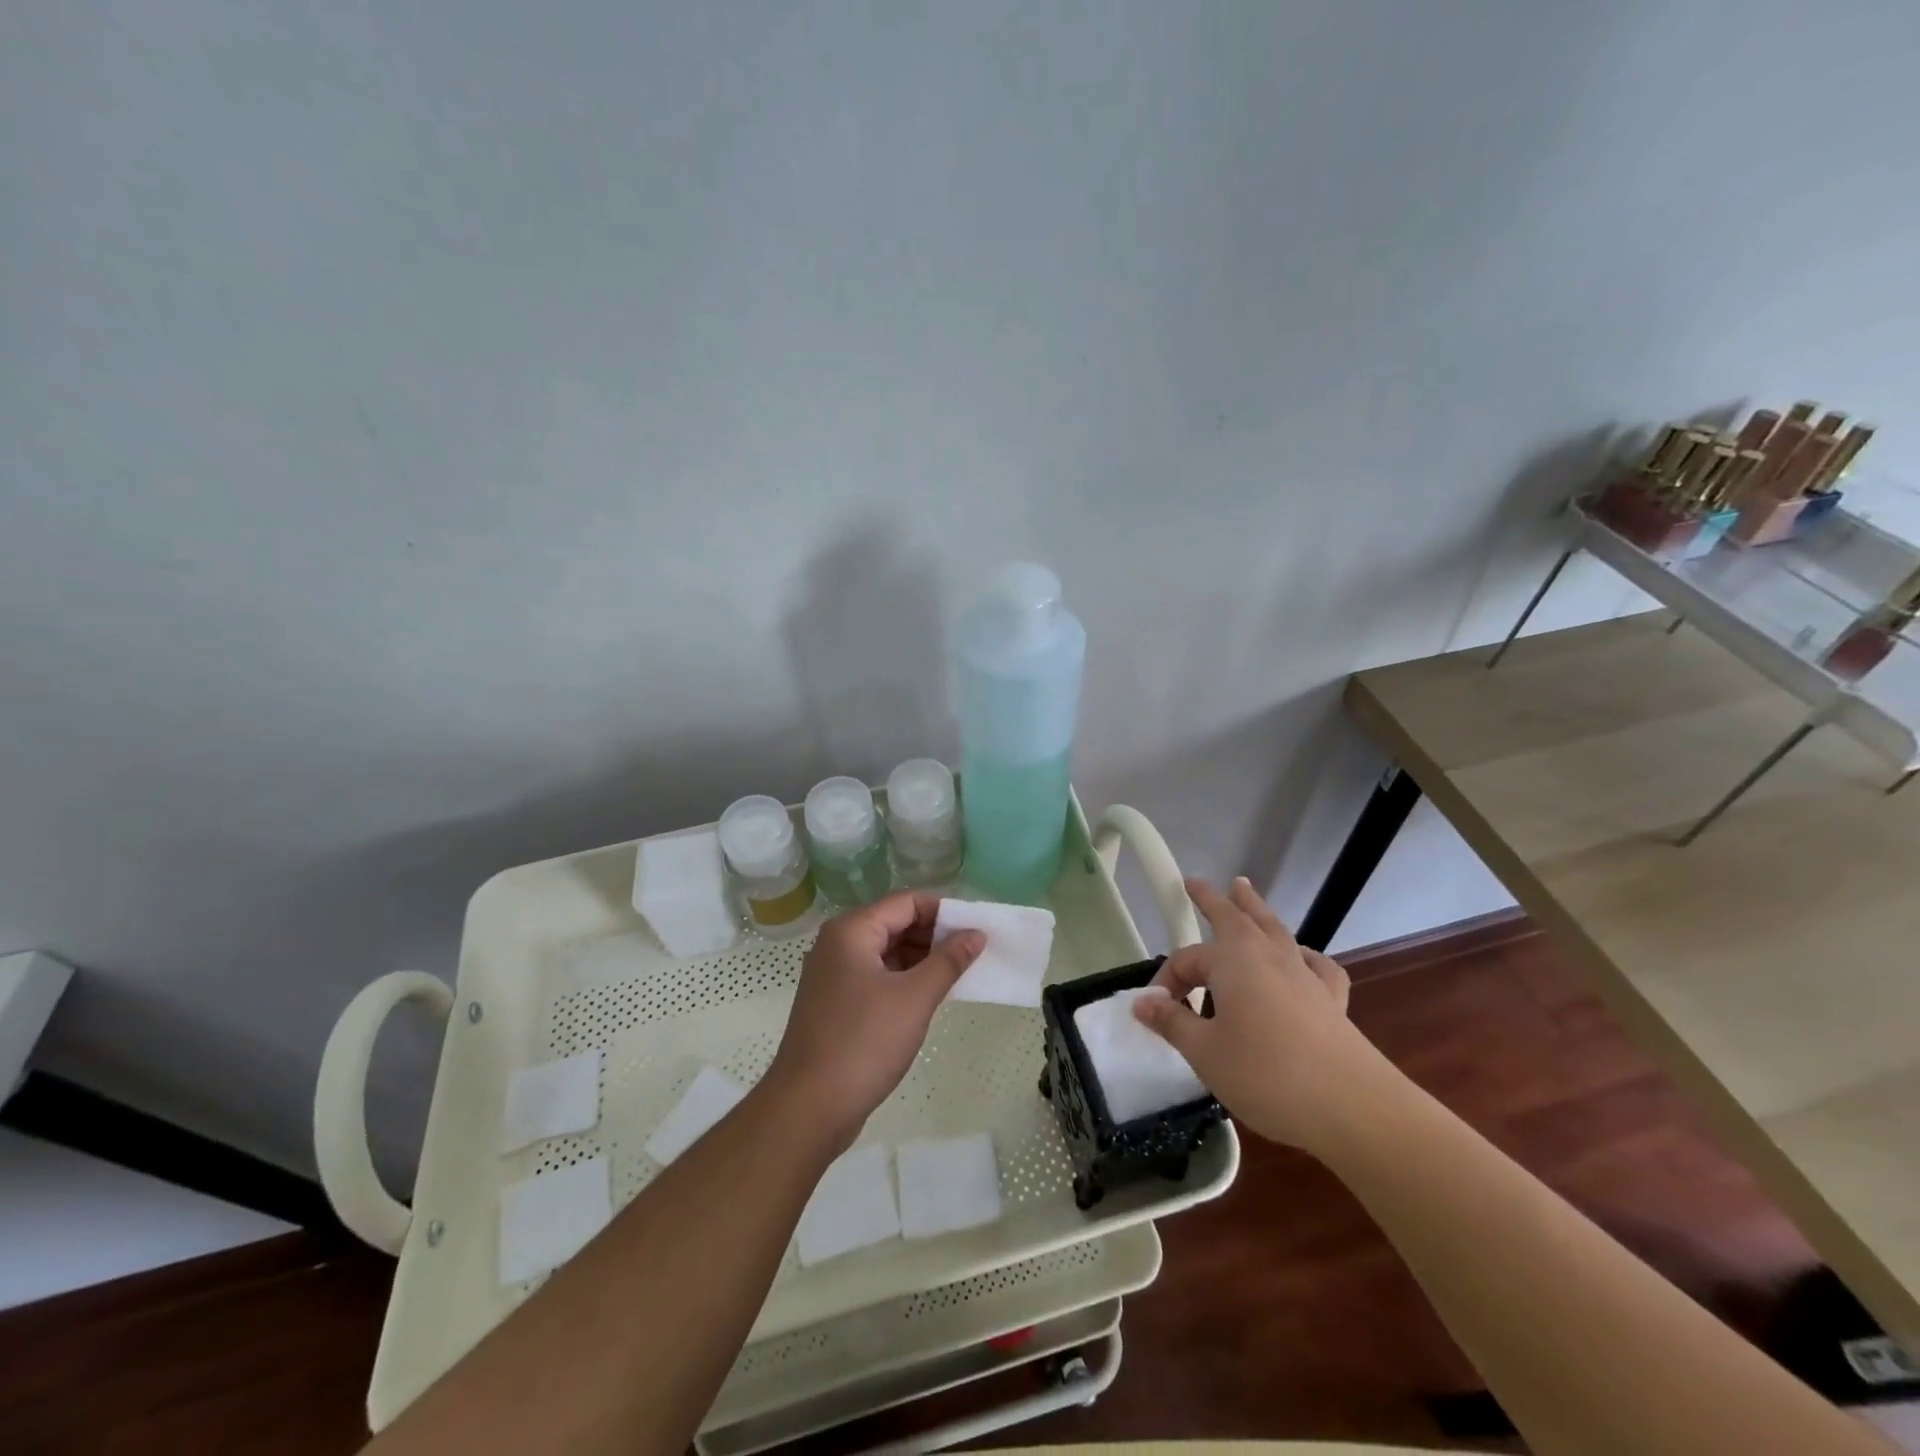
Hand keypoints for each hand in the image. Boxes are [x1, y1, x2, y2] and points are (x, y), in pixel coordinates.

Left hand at [766, 892, 983, 1149]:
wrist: (809, 1108)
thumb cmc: (863, 1042)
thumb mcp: (914, 998)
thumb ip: (948, 961)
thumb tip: (976, 935)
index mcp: (852, 931)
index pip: (906, 902)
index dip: (944, 912)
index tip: (977, 928)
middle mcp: (839, 944)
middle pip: (896, 924)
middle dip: (935, 936)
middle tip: (975, 952)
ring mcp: (835, 976)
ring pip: (888, 953)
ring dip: (923, 960)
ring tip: (961, 974)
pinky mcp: (838, 1004)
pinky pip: (879, 978)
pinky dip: (906, 981)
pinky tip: (932, 996)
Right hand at [1131, 876, 1392, 1154]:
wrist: (1353, 1108)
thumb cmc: (1266, 1075)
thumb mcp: (1205, 1052)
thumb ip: (1173, 1023)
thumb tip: (1143, 1003)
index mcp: (1233, 960)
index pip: (1187, 961)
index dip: (1166, 984)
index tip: (1154, 1014)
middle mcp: (1268, 956)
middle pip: (1237, 917)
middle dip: (1213, 900)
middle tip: (1196, 883)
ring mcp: (1305, 975)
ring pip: (1275, 930)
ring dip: (1256, 909)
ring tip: (1244, 890)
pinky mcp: (1332, 1001)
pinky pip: (1314, 965)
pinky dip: (1303, 956)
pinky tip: (1301, 961)